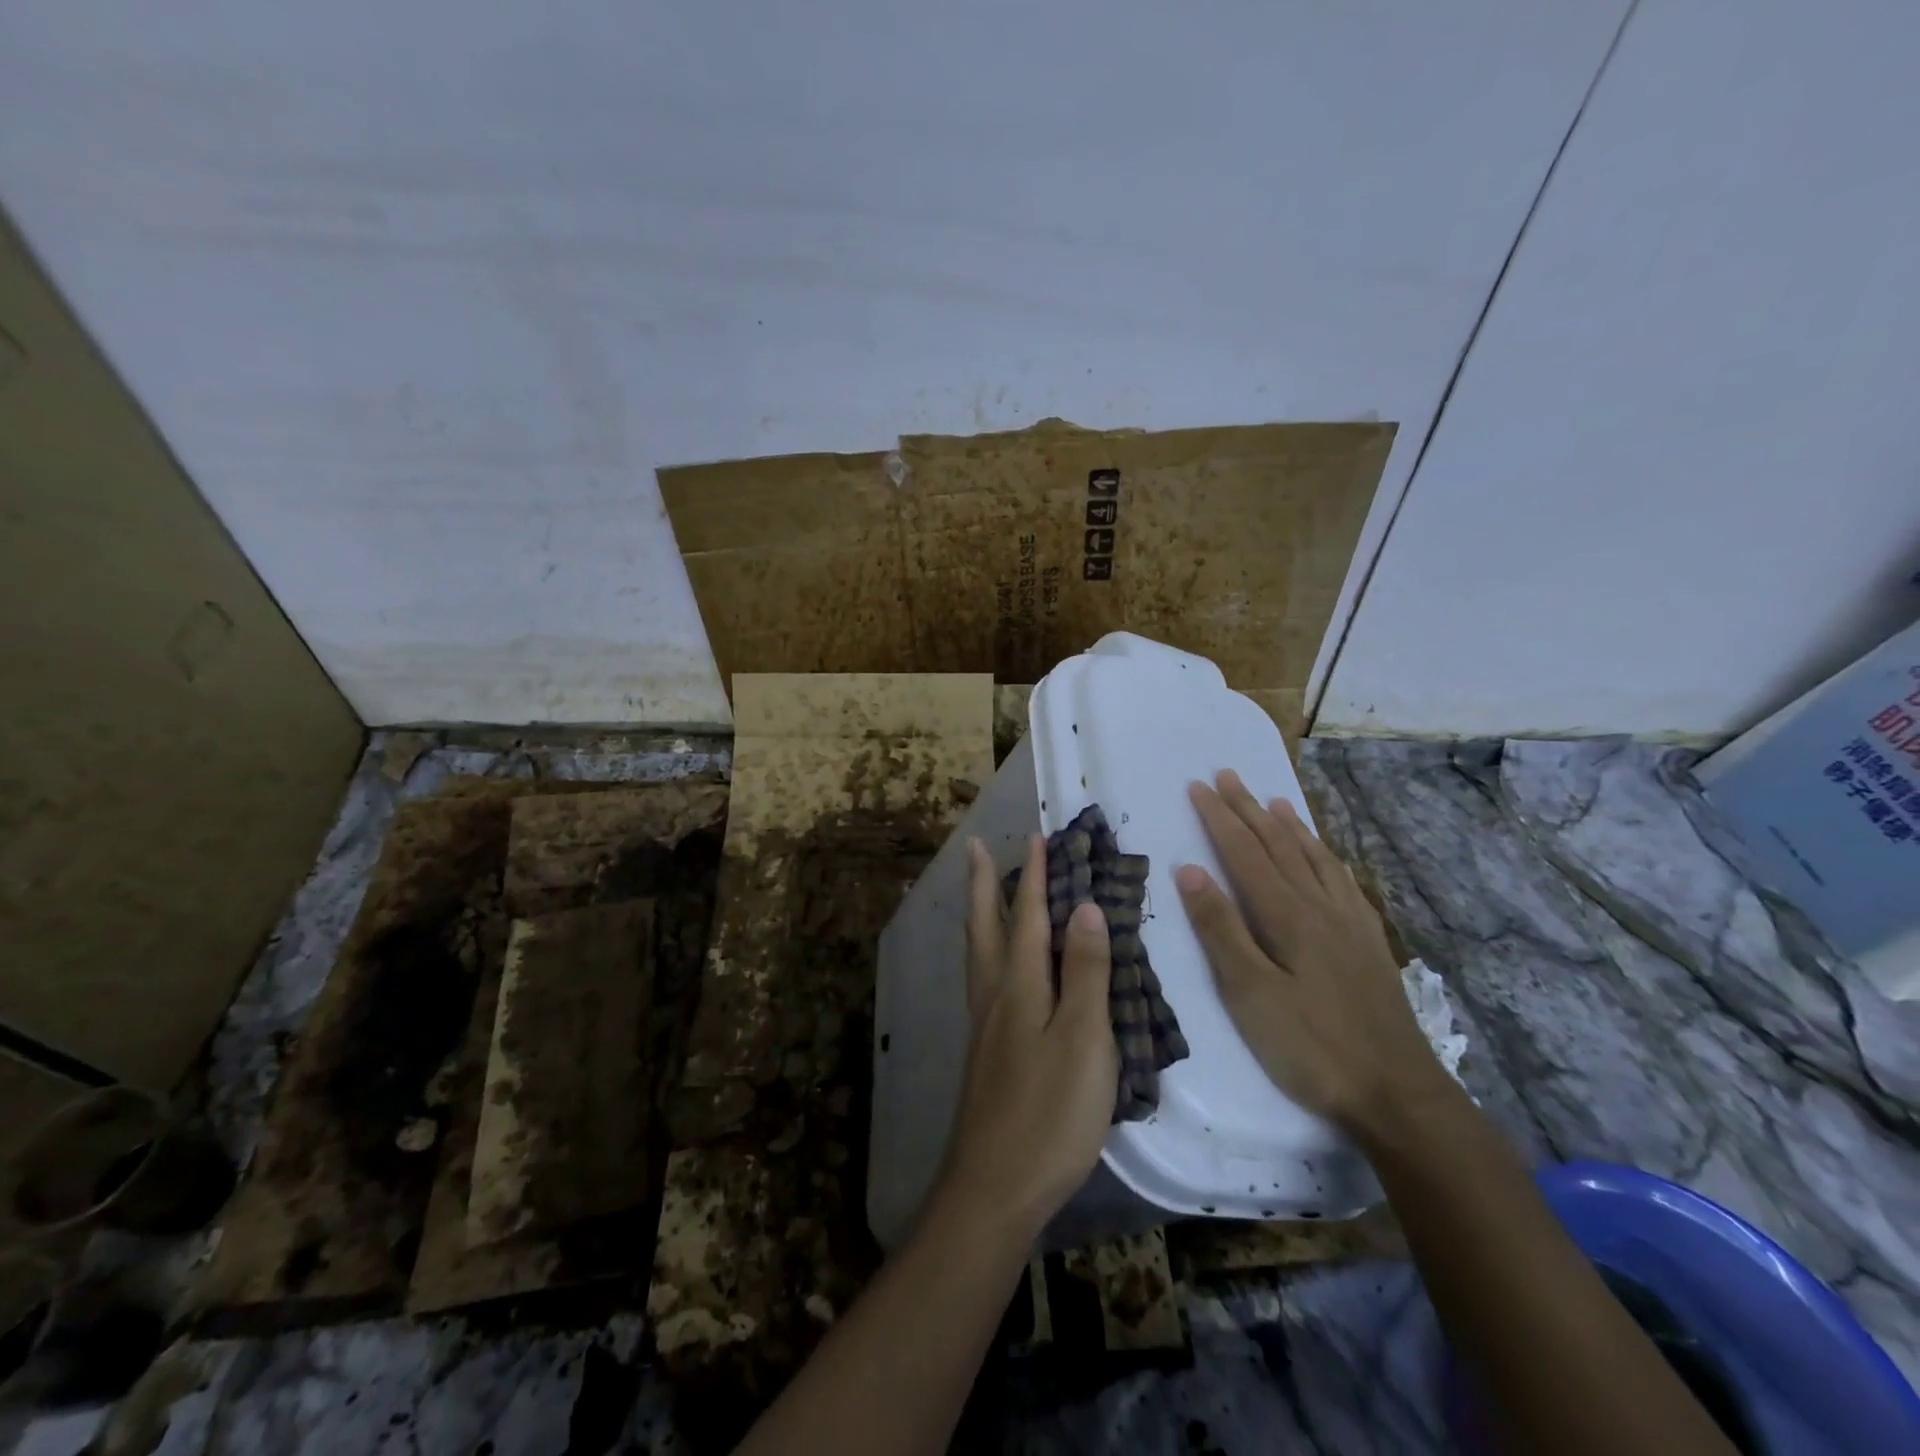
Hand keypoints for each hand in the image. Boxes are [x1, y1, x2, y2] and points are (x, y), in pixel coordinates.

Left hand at [933, 835, 1119, 1239]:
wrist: (995, 1187)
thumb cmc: (1049, 1112)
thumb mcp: (1082, 1039)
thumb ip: (1084, 972)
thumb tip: (1084, 906)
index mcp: (1018, 984)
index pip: (1027, 915)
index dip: (1033, 875)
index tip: (1037, 837)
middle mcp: (994, 994)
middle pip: (986, 925)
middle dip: (985, 883)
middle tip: (976, 848)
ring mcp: (985, 1024)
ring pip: (978, 951)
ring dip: (981, 913)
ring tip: (983, 892)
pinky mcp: (986, 1052)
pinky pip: (983, 978)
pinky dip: (987, 950)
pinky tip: (997, 967)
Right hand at [1174, 770, 1451, 1139]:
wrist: (1397, 1092)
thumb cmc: (1311, 1046)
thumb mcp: (1250, 994)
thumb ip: (1220, 929)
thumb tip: (1190, 870)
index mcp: (1286, 915)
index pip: (1244, 852)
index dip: (1219, 817)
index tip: (1198, 785)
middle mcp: (1319, 906)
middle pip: (1278, 845)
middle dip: (1249, 808)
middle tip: (1228, 776)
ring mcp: (1350, 923)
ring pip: (1314, 857)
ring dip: (1289, 825)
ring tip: (1274, 800)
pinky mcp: (1369, 943)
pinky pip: (1343, 881)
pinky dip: (1325, 856)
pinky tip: (1326, 857)